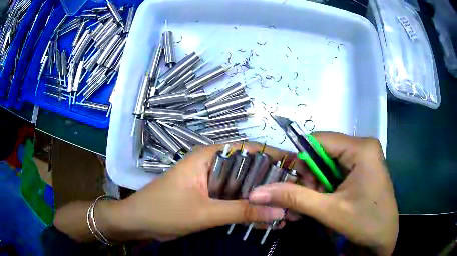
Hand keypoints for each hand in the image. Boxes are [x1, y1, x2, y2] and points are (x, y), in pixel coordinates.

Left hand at [105, 144, 288, 240]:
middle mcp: (214, 166)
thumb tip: (279, 211)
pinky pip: (236, 202)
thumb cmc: (164, 211)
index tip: (300, 170)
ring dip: (265, 201)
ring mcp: (213, 184)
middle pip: (251, 171)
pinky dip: (251, 211)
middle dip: (274, 185)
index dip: (276, 158)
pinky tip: (269, 222)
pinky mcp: (212, 199)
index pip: (250, 150)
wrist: (139, 223)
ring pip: (245, 189)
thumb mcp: (204, 212)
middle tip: (299, 196)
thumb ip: (242, 210)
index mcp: (210, 156)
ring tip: (290, 211)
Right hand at [248, 132, 398, 254]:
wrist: (384, 238)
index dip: (300, 161)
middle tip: (308, 201)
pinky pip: (336, 170)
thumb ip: (293, 198)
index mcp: (361, 148)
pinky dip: (326, 186)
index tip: (294, 185)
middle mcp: (363, 146)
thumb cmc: (364, 223)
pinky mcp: (363, 168)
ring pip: (327, 163)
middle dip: (310, 177)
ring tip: (317, 205)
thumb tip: (256, 192)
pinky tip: (326, 202)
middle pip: (322, 152)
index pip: (317, 140)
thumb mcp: (328, 211)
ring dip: (316, 184)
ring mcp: (364, 157)